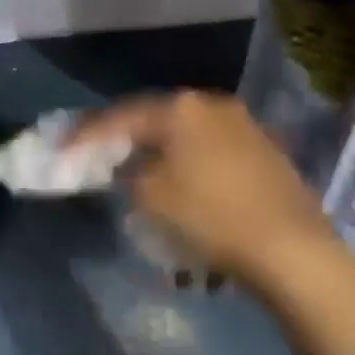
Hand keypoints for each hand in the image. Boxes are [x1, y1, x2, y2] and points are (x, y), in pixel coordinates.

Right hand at [73, 90, 345, 295]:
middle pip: (154, 117)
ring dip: (156, 148)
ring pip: (184, 132)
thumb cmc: (210, 216)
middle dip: (124, 136)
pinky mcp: (263, 150)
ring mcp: (243, 125)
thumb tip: (129, 165)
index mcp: (181, 109)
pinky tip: (177, 178)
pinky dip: (185, 159)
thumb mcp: (150, 195)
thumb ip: (128, 172)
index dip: (87, 134)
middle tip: (96, 152)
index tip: (63, 149)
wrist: (291, 249)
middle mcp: (212, 105)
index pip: (121, 116)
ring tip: (134, 167)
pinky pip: (208, 147)